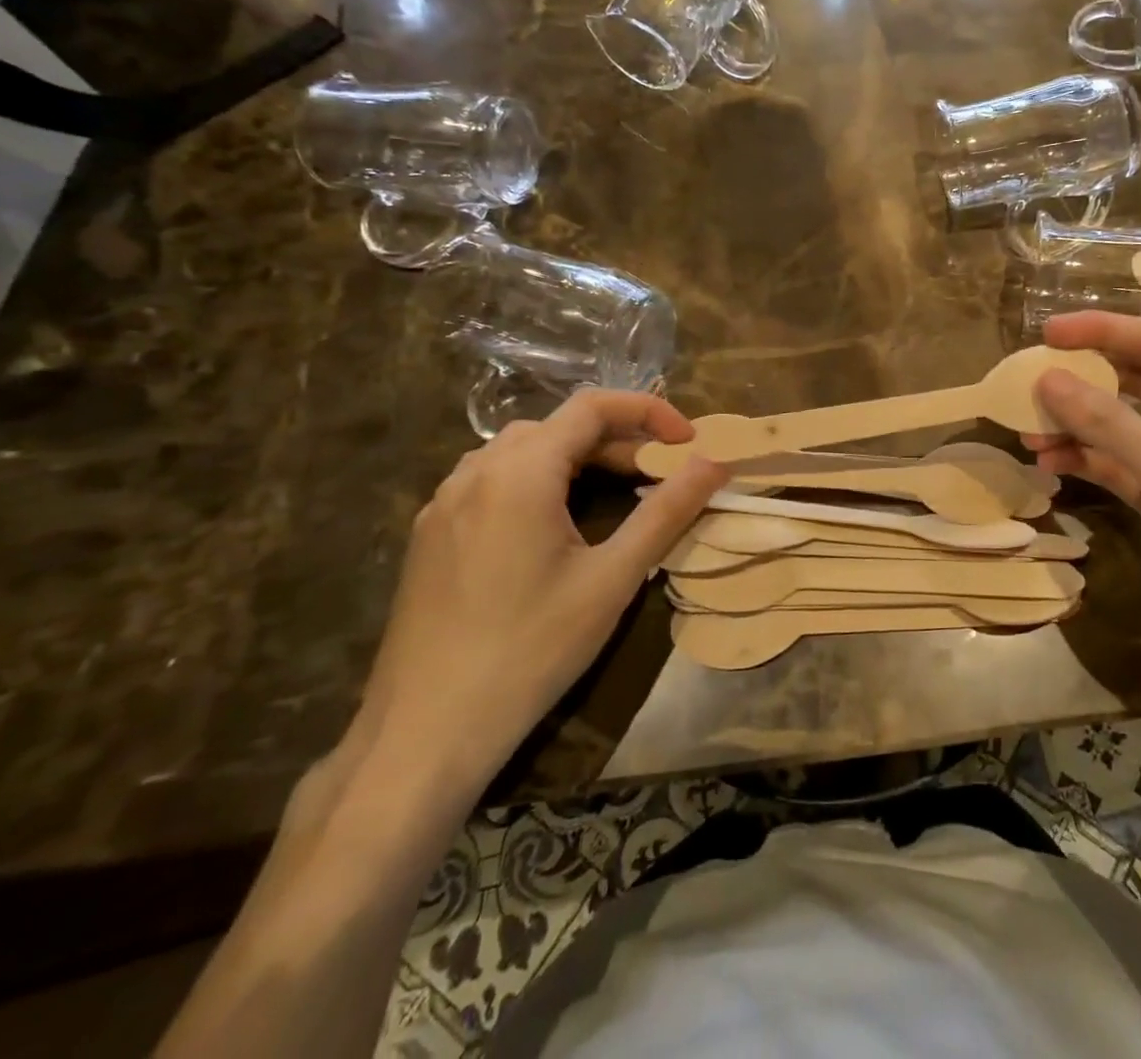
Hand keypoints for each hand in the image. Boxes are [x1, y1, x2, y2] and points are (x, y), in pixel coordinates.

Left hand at [353, 391, 725, 795]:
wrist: (424, 732)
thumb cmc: (531, 649)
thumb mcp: (613, 578)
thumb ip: (668, 510)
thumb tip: (716, 461)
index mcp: (520, 472)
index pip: (592, 407)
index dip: (648, 411)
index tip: (687, 440)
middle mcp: (475, 472)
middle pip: (558, 427)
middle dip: (617, 439)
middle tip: (659, 475)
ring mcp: (443, 503)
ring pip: (521, 450)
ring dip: (575, 457)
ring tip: (612, 493)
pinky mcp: (429, 534)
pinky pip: (491, 480)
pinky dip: (536, 479)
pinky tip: (552, 525)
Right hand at [1024, 312, 1140, 726]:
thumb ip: (1109, 424)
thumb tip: (1047, 378)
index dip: (1103, 331)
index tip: (1047, 330)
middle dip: (1087, 381)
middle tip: (1029, 378)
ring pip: (1128, 430)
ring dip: (1081, 427)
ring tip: (1028, 430)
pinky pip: (1126, 470)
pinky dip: (1091, 464)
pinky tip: (1050, 464)